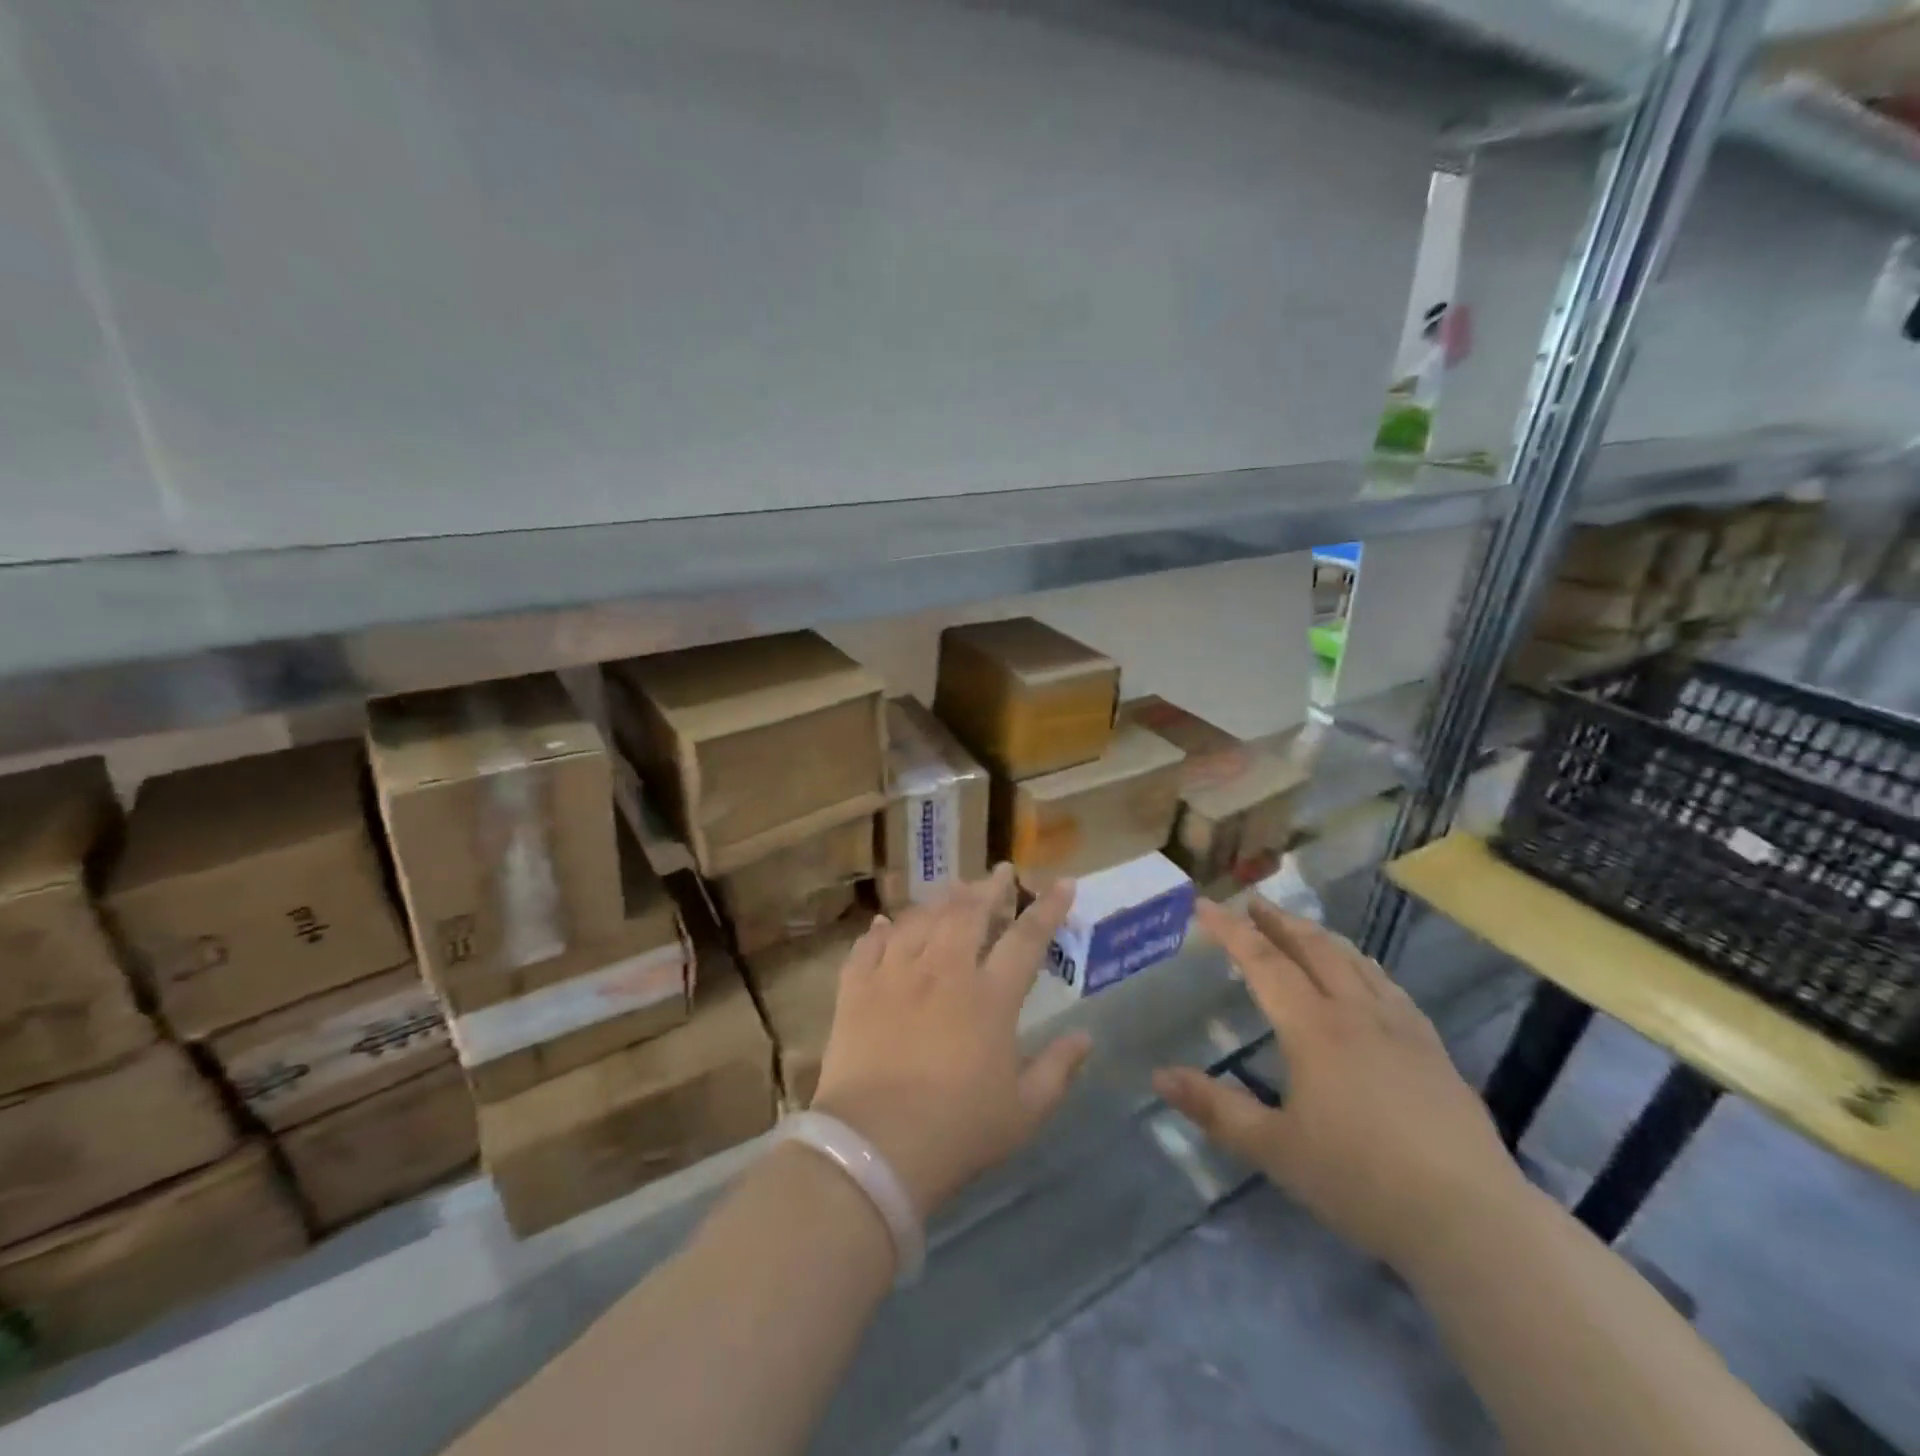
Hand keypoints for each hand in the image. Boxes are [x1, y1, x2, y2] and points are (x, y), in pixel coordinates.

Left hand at [811, 866, 1093, 1218]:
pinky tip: (885, 923)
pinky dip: (880, 931)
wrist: (875, 1147)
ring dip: (940, 901)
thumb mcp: (1024, 1111)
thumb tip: (1086, 1037)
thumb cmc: (959, 1131)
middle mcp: (943, 972)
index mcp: (989, 997)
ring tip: (952, 890)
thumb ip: (1058, 1069)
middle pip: (969, 913)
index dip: (1048, 908)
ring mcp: (895, 975)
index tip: (1064, 883)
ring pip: (920, 920)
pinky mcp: (856, 990)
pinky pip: (868, 947)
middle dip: (990, 888)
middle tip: (1001, 872)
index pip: (1026, 938)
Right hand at [1154, 899, 1524, 1274]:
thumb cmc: (1361, 1180)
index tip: (1203, 904)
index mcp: (1314, 1028)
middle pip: (1312, 948)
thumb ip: (1216, 1109)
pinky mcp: (1433, 1049)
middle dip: (1278, 921)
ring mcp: (1401, 1027)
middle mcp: (1357, 1013)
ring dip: (1319, 936)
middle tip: (1252, 903)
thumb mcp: (1275, 1150)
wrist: (1472, 1220)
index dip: (1231, 930)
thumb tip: (1159, 1075)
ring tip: (1299, 928)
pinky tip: (1365, 976)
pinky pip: (1388, 986)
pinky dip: (1362, 964)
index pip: (1263, 962)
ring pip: (1354, 961)